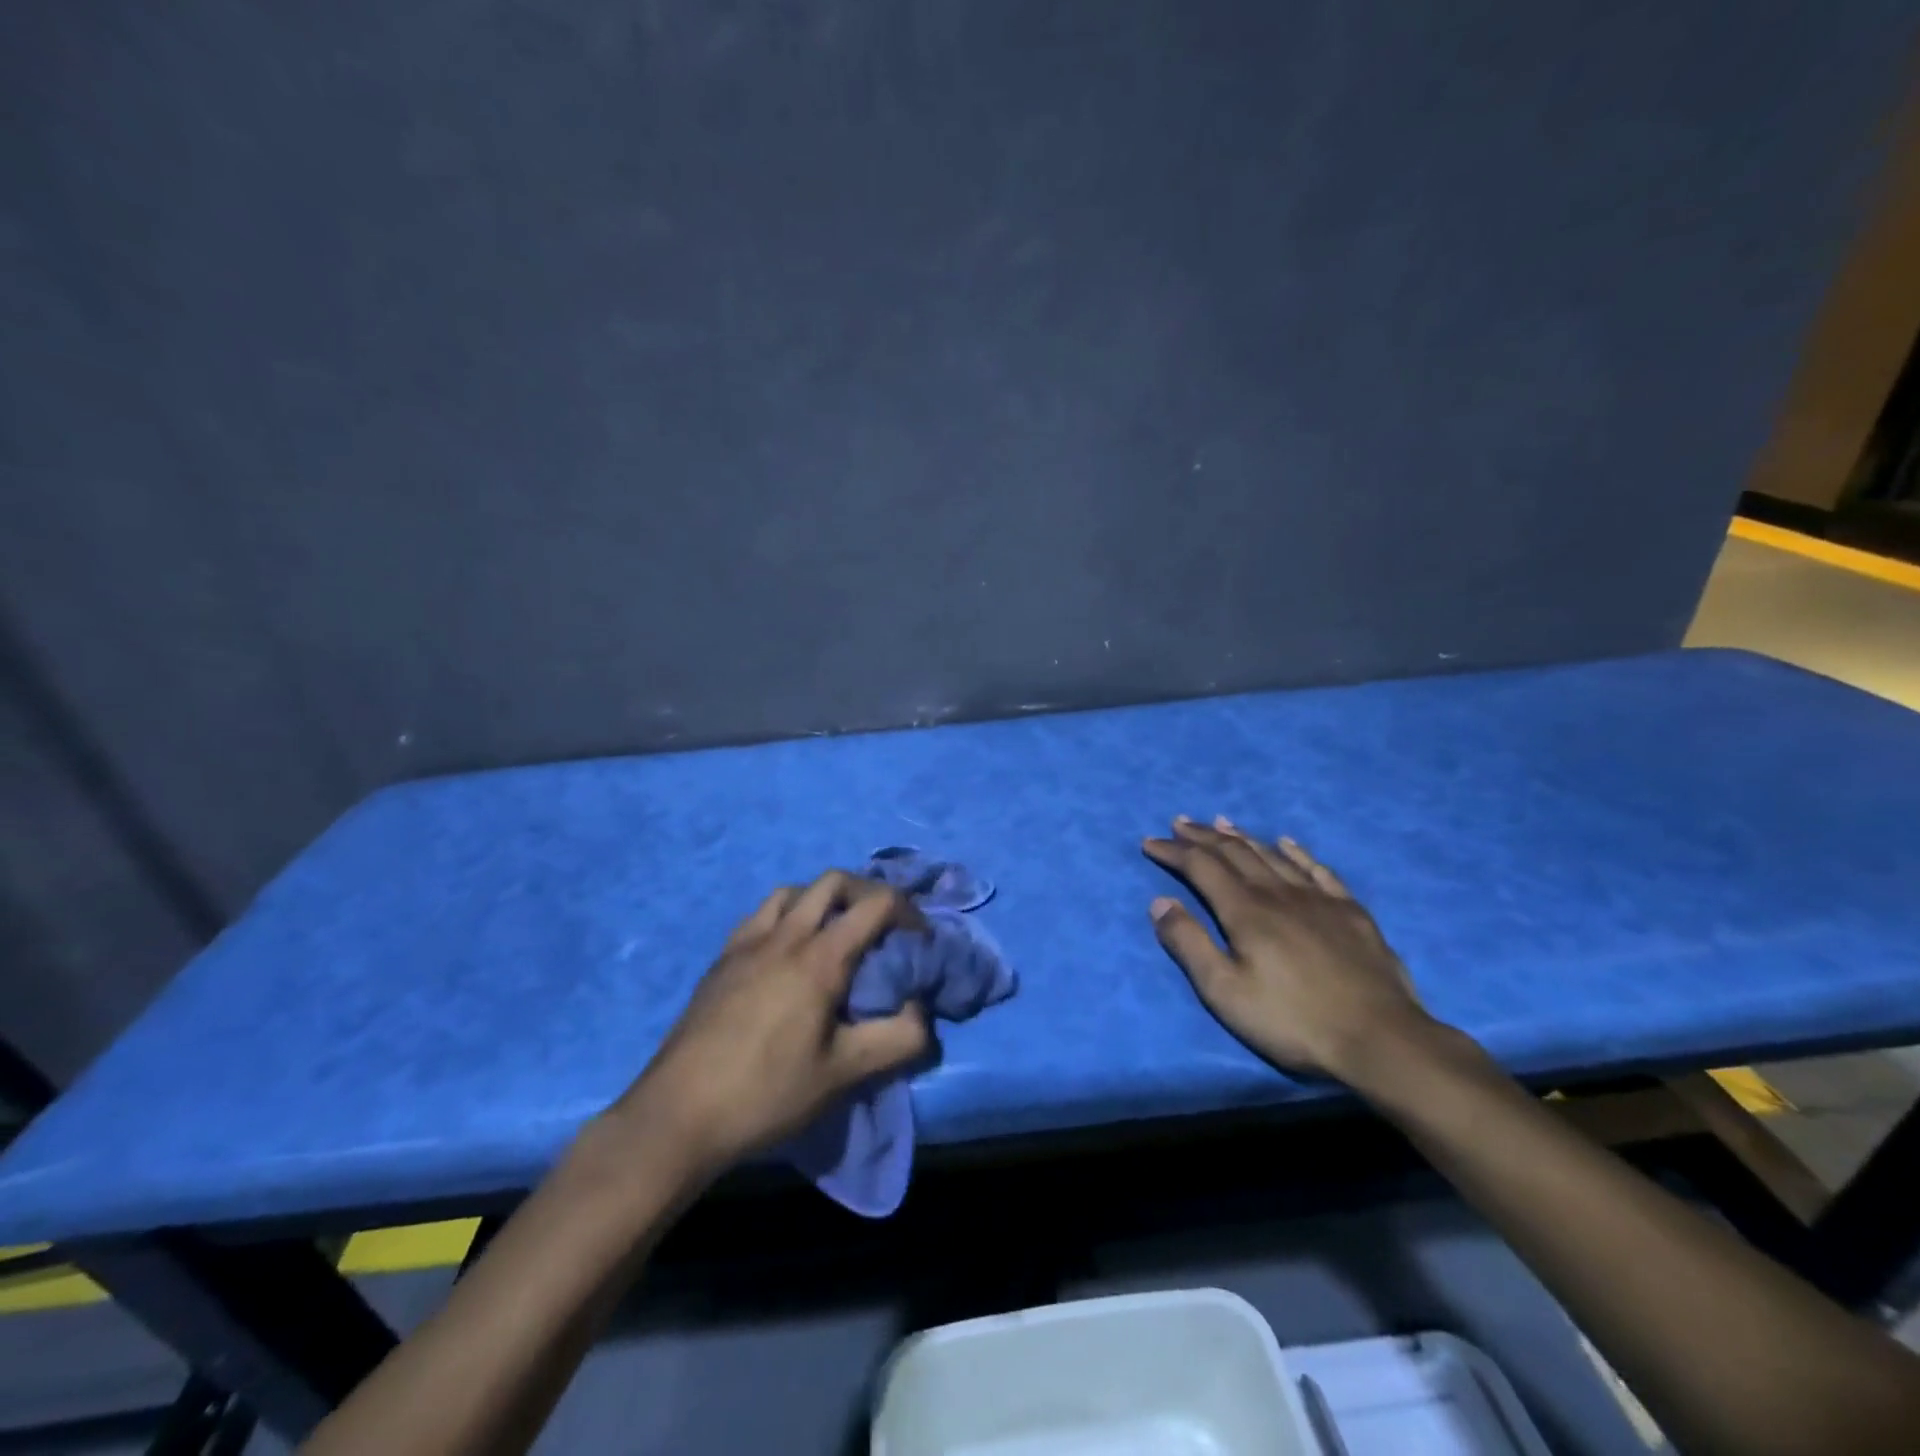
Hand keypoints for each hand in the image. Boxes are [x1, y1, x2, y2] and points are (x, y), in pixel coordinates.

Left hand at [608, 871, 931, 1181]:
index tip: (921, 940)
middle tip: (883, 927)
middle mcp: (785, 934)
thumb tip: (923, 1011)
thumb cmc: (767, 1093)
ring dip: (825, 899)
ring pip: (794, 892)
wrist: (678, 1114)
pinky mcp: (722, 958)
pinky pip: (762, 914)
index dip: (909, 912)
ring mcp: (748, 942)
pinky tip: (786, 950)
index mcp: (820, 957)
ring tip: (836, 933)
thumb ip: (898, 1039)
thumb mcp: (844, 1075)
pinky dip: (788, 914)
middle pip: (834, 882)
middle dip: (868, 893)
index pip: (876, 904)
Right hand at [1142, 817, 1437, 1083]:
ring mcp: (1318, 899)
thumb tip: (1160, 902)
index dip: (1173, 851)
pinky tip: (1288, 843)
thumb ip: (1189, 944)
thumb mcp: (1225, 992)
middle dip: (1203, 836)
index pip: (1201, 867)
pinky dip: (1297, 852)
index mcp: (1245, 910)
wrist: (1381, 1039)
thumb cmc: (1293, 1021)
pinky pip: (1318, 870)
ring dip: (1242, 837)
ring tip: (1222, 822)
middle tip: (1180, 822)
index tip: (1150, 843)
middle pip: (1235, 852)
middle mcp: (1278, 893)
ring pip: (1272, 855)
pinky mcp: (1350, 912)